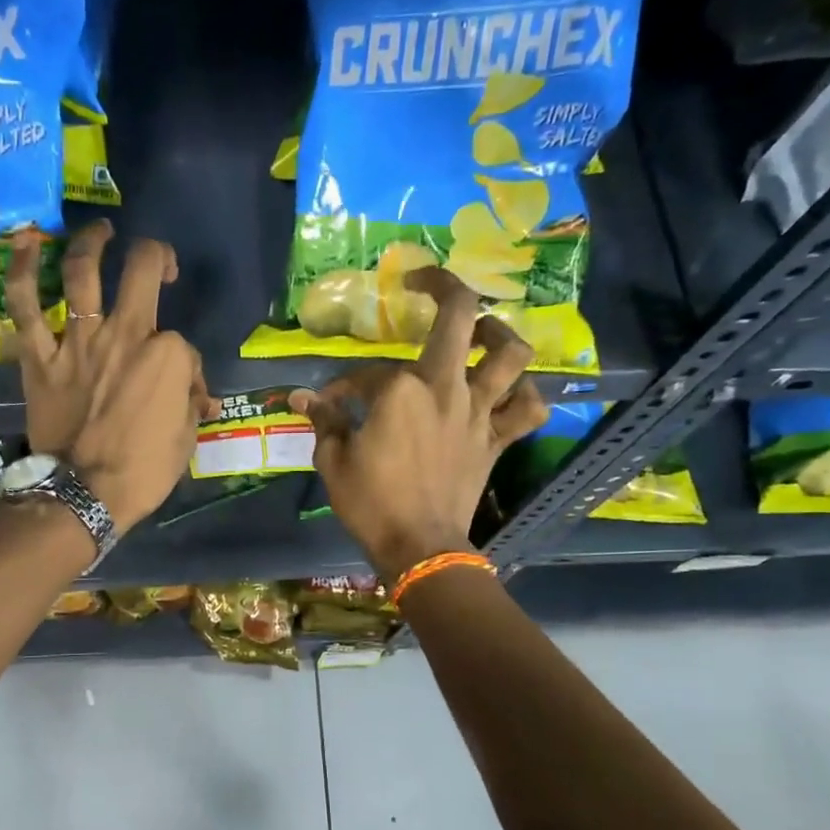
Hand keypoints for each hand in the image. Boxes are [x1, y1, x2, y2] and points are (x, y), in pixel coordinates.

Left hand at [4, 221, 214, 532]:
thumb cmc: (144, 472)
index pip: (181, 342)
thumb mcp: (186, 439)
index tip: (181, 387)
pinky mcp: (40, 356)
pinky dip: (22, 270)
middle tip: (155, 262)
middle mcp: (125, 334)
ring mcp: (79, 341)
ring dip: (92, 242)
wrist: (84, 495)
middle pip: (140, 271)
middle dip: (154, 256)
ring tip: (100, 232)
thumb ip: (190, 403)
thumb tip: (196, 392)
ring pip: (82, 271)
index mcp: (168, 356)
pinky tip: (27, 241)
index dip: (184, 363)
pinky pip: (26, 305)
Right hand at [291, 268, 546, 583]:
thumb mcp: (333, 461)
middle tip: (424, 283)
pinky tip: (508, 393)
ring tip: (482, 332)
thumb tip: (301, 398)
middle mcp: (445, 387)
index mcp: (400, 389)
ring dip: (499, 333)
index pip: (367, 372)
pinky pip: (528, 409)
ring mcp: (478, 411)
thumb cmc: (371, 504)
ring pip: (510, 353)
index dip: (344, 385)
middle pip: (460, 317)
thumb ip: (324, 421)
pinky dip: (525, 396)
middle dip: (442, 285)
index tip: (330, 403)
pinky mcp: (497, 439)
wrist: (419, 546)